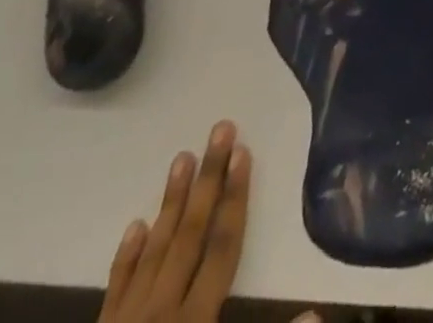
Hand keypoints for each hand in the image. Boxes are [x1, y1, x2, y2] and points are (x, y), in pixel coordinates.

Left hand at [99, 121, 251, 322]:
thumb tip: (318, 312)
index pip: (221, 248)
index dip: (236, 198)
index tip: (245, 151)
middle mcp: (159, 315)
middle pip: (188, 234)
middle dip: (209, 180)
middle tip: (220, 128)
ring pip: (153, 251)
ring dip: (170, 202)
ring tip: (182, 157)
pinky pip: (114, 290)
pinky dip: (126, 256)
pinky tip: (136, 225)